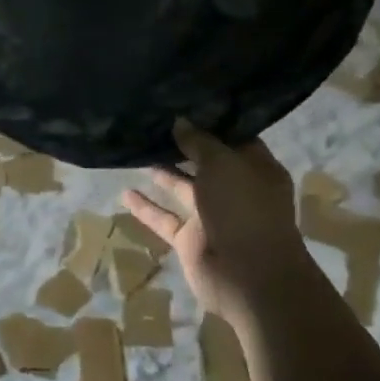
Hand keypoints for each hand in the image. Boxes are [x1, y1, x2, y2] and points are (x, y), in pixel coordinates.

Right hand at [122, 120, 304, 318]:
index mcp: (256, 168)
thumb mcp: (223, 163)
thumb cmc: (243, 208)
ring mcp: (212, 215)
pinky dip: (146, 208)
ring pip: (182, 188)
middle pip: (205, 162)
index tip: (183, 103)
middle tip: (152, 122)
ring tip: (135, 149)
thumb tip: (180, 121)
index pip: (234, 138)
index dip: (211, 122)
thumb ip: (199, 142)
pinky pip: (165, 218)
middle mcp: (235, 189)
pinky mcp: (190, 239)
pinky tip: (124, 193)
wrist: (249, 276)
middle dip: (182, 144)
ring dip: (162, 172)